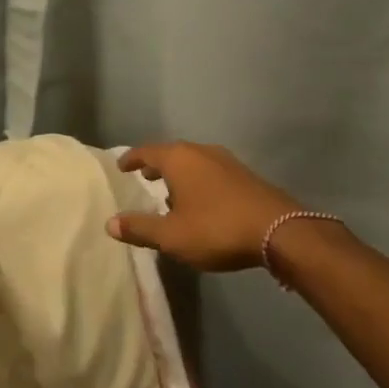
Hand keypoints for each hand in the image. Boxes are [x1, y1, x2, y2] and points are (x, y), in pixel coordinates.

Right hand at [106, 141, 301, 271]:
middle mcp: (200, 151)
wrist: (279, 231)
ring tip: (171, 193)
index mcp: (178, 159)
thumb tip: (110, 223)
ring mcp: (226, 161)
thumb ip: (140, 228)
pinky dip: (198, 180)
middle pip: (171, 153)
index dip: (131, 158)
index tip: (121, 166)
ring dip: (179, 174)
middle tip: (144, 177)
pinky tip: (201, 202)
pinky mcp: (244, 175)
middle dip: (156, 164)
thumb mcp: (172, 236)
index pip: (146, 151)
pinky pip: (210, 171)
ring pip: (193, 162)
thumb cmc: (216, 228)